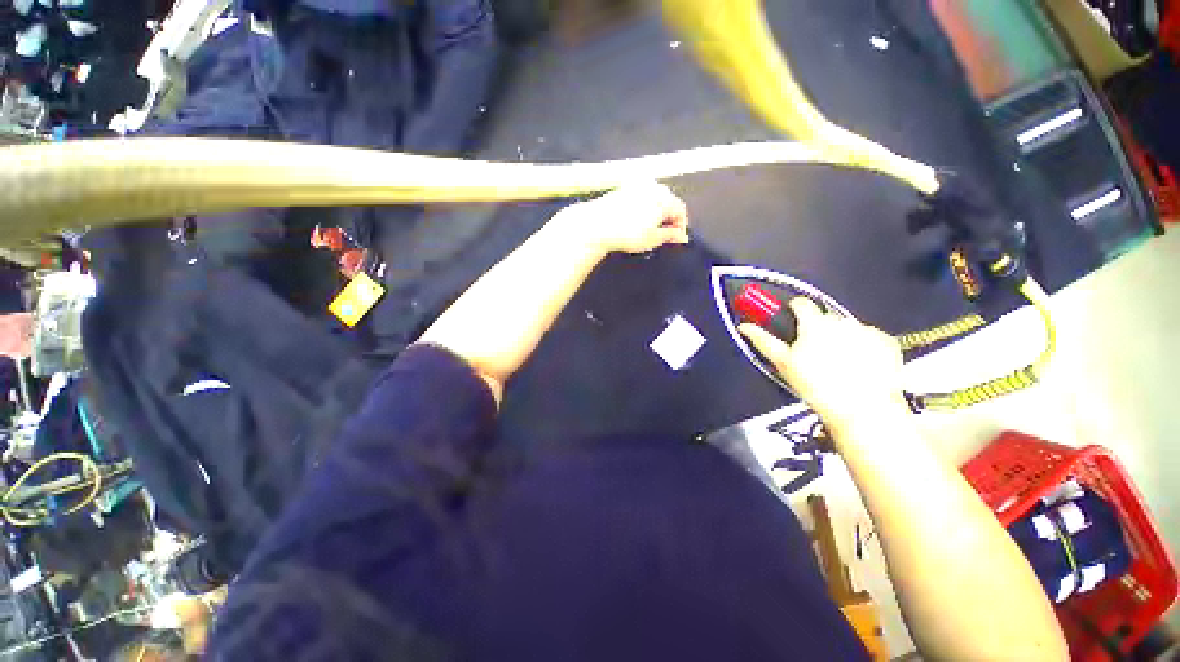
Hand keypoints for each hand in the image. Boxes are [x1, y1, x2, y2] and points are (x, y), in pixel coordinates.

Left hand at [552, 182, 689, 255]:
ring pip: (654, 198)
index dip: (681, 225)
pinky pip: (641, 197)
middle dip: (669, 218)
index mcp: (664, 198)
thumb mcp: (652, 239)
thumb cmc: (627, 234)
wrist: (596, 224)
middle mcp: (653, 187)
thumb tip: (682, 236)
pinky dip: (644, 208)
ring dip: (656, 212)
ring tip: (650, 229)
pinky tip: (636, 221)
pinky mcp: (623, 188)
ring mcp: (637, 185)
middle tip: (664, 234)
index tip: (676, 239)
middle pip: (668, 202)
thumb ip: (669, 236)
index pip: (681, 210)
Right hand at [739, 299, 907, 433]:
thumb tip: (743, 326)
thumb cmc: (816, 385)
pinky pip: (870, 338)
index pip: (801, 303)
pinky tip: (861, 365)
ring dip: (841, 338)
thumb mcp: (783, 363)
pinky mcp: (887, 342)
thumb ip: (763, 341)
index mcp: (814, 323)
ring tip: (839, 363)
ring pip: (847, 327)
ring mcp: (867, 330)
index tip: (793, 321)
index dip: (794, 310)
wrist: (862, 409)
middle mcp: (842, 320)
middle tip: (815, 352)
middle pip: (825, 317)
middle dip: (818, 329)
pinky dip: (864, 346)